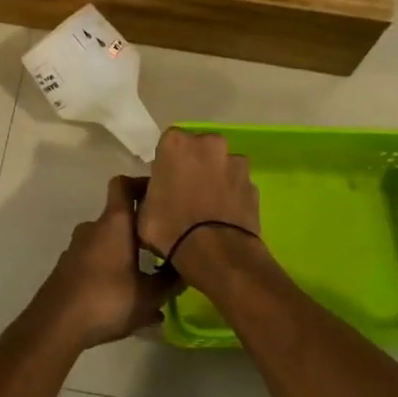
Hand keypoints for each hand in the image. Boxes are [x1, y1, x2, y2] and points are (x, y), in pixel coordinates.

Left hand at [26, 176, 174, 350]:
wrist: (55, 325)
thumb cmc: (107, 300)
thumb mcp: (149, 296)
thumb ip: (170, 281)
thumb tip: (188, 268)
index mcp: (114, 223)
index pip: (123, 185)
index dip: (141, 183)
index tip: (161, 194)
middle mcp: (93, 228)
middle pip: (119, 217)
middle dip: (141, 229)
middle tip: (164, 244)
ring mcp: (76, 248)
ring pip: (108, 243)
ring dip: (128, 255)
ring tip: (150, 279)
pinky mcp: (68, 269)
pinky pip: (97, 263)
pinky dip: (113, 273)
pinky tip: (128, 300)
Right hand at [138, 129, 262, 263]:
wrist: (217, 253)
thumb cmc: (170, 228)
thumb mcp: (143, 212)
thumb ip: (150, 192)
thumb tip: (156, 194)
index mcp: (176, 143)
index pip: (168, 143)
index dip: (167, 162)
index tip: (165, 181)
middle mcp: (209, 144)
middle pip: (199, 149)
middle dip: (195, 165)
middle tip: (186, 192)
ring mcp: (236, 162)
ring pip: (222, 165)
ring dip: (216, 178)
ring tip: (209, 207)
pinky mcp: (254, 184)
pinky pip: (238, 185)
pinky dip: (232, 195)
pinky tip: (225, 217)